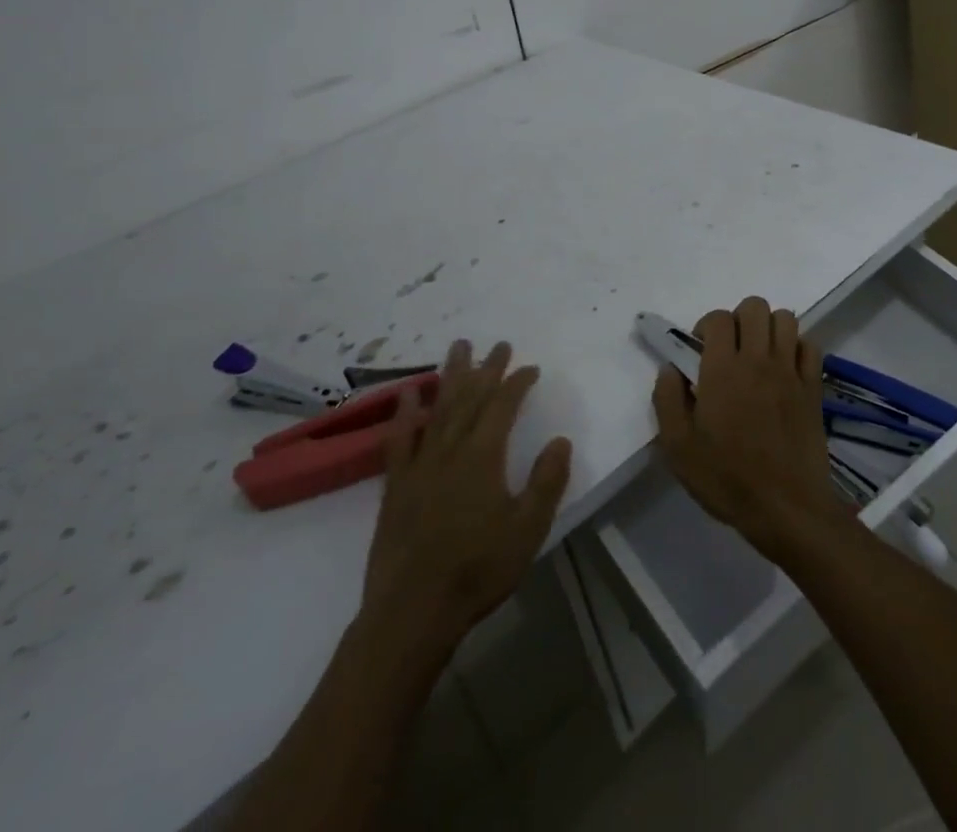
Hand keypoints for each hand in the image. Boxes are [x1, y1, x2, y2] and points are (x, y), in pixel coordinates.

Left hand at [358, 340, 572, 660]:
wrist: (413, 611)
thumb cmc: (478, 570)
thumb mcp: (528, 529)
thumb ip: (546, 481)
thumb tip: (561, 439)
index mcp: (484, 456)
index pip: (503, 406)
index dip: (518, 382)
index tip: (531, 367)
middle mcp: (450, 449)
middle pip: (470, 397)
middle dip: (487, 368)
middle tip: (498, 344)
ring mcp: (419, 465)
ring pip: (437, 408)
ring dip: (449, 375)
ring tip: (457, 347)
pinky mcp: (395, 485)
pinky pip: (400, 439)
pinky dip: (404, 414)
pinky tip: (407, 395)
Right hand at [652, 296, 846, 559]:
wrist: (787, 508)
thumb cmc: (727, 478)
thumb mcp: (678, 447)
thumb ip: (667, 400)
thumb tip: (670, 368)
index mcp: (722, 369)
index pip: (718, 318)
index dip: (706, 326)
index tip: (700, 352)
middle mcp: (758, 359)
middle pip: (754, 306)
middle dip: (738, 319)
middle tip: (730, 349)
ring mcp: (790, 371)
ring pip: (785, 318)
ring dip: (769, 328)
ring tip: (759, 355)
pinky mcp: (814, 387)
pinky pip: (810, 345)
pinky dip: (797, 348)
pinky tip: (785, 370)